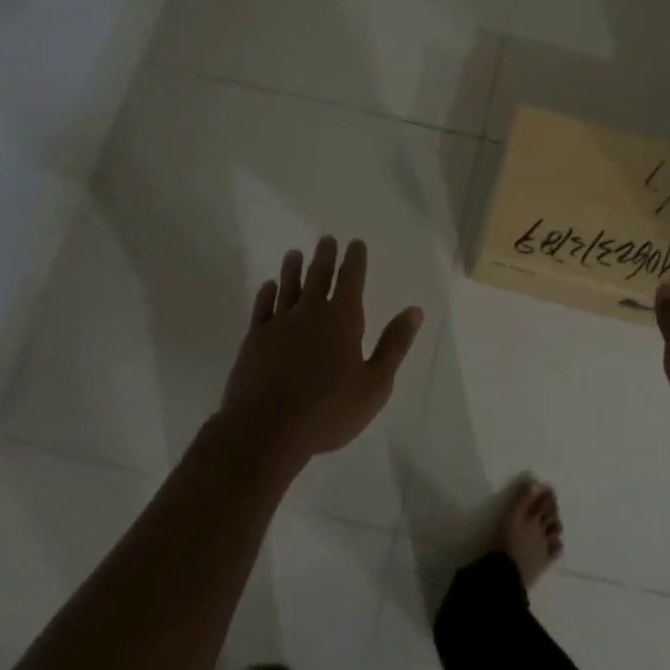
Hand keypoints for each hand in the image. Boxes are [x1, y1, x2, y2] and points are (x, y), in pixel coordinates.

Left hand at [219, 236, 424, 466]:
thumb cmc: (328, 411)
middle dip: (325, 256)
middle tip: (326, 239)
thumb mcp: (375, 384)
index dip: (355, 259)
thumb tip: (414, 311)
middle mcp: (310, 312)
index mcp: (343, 319)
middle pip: (318, 276)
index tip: (355, 243)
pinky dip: (267, 293)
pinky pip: (262, 307)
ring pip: (288, 286)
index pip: (351, 279)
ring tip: (295, 253)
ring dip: (293, 268)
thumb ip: (394, 345)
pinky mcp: (254, 339)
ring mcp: (279, 324)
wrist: (266, 429)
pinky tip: (269, 286)